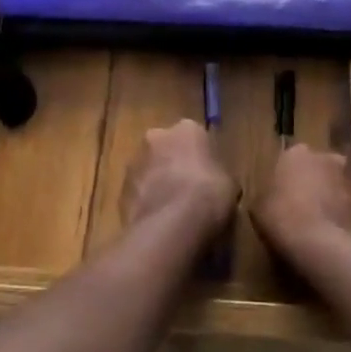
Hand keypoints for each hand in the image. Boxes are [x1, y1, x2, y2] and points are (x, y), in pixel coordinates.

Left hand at [122, 120, 237, 243]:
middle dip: (173, 164)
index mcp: (187, 128)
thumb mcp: (229, 184)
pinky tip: (159, 221)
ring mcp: (135, 161)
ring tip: (172, 210)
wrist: (172, 223)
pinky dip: (146, 202)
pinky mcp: (120, 188)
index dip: (201, 157)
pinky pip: (138, 192)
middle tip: (187, 190)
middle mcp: (157, 136)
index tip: (207, 175)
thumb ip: (218, 175)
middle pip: (166, 148)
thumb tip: (216, 183)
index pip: (195, 137)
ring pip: (149, 169)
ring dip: (157, 183)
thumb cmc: (209, 194)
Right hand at [251, 144, 350, 266]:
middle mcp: (328, 158)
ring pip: (337, 188)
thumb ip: (265, 198)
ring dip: (330, 201)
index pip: (288, 161)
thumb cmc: (286, 220)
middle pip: (317, 169)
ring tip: (319, 230)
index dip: (284, 181)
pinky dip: (343, 220)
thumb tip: (269, 201)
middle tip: (299, 211)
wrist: (330, 248)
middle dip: (312, 185)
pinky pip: (350, 210)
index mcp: (297, 153)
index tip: (279, 200)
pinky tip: (334, 241)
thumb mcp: (258, 210)